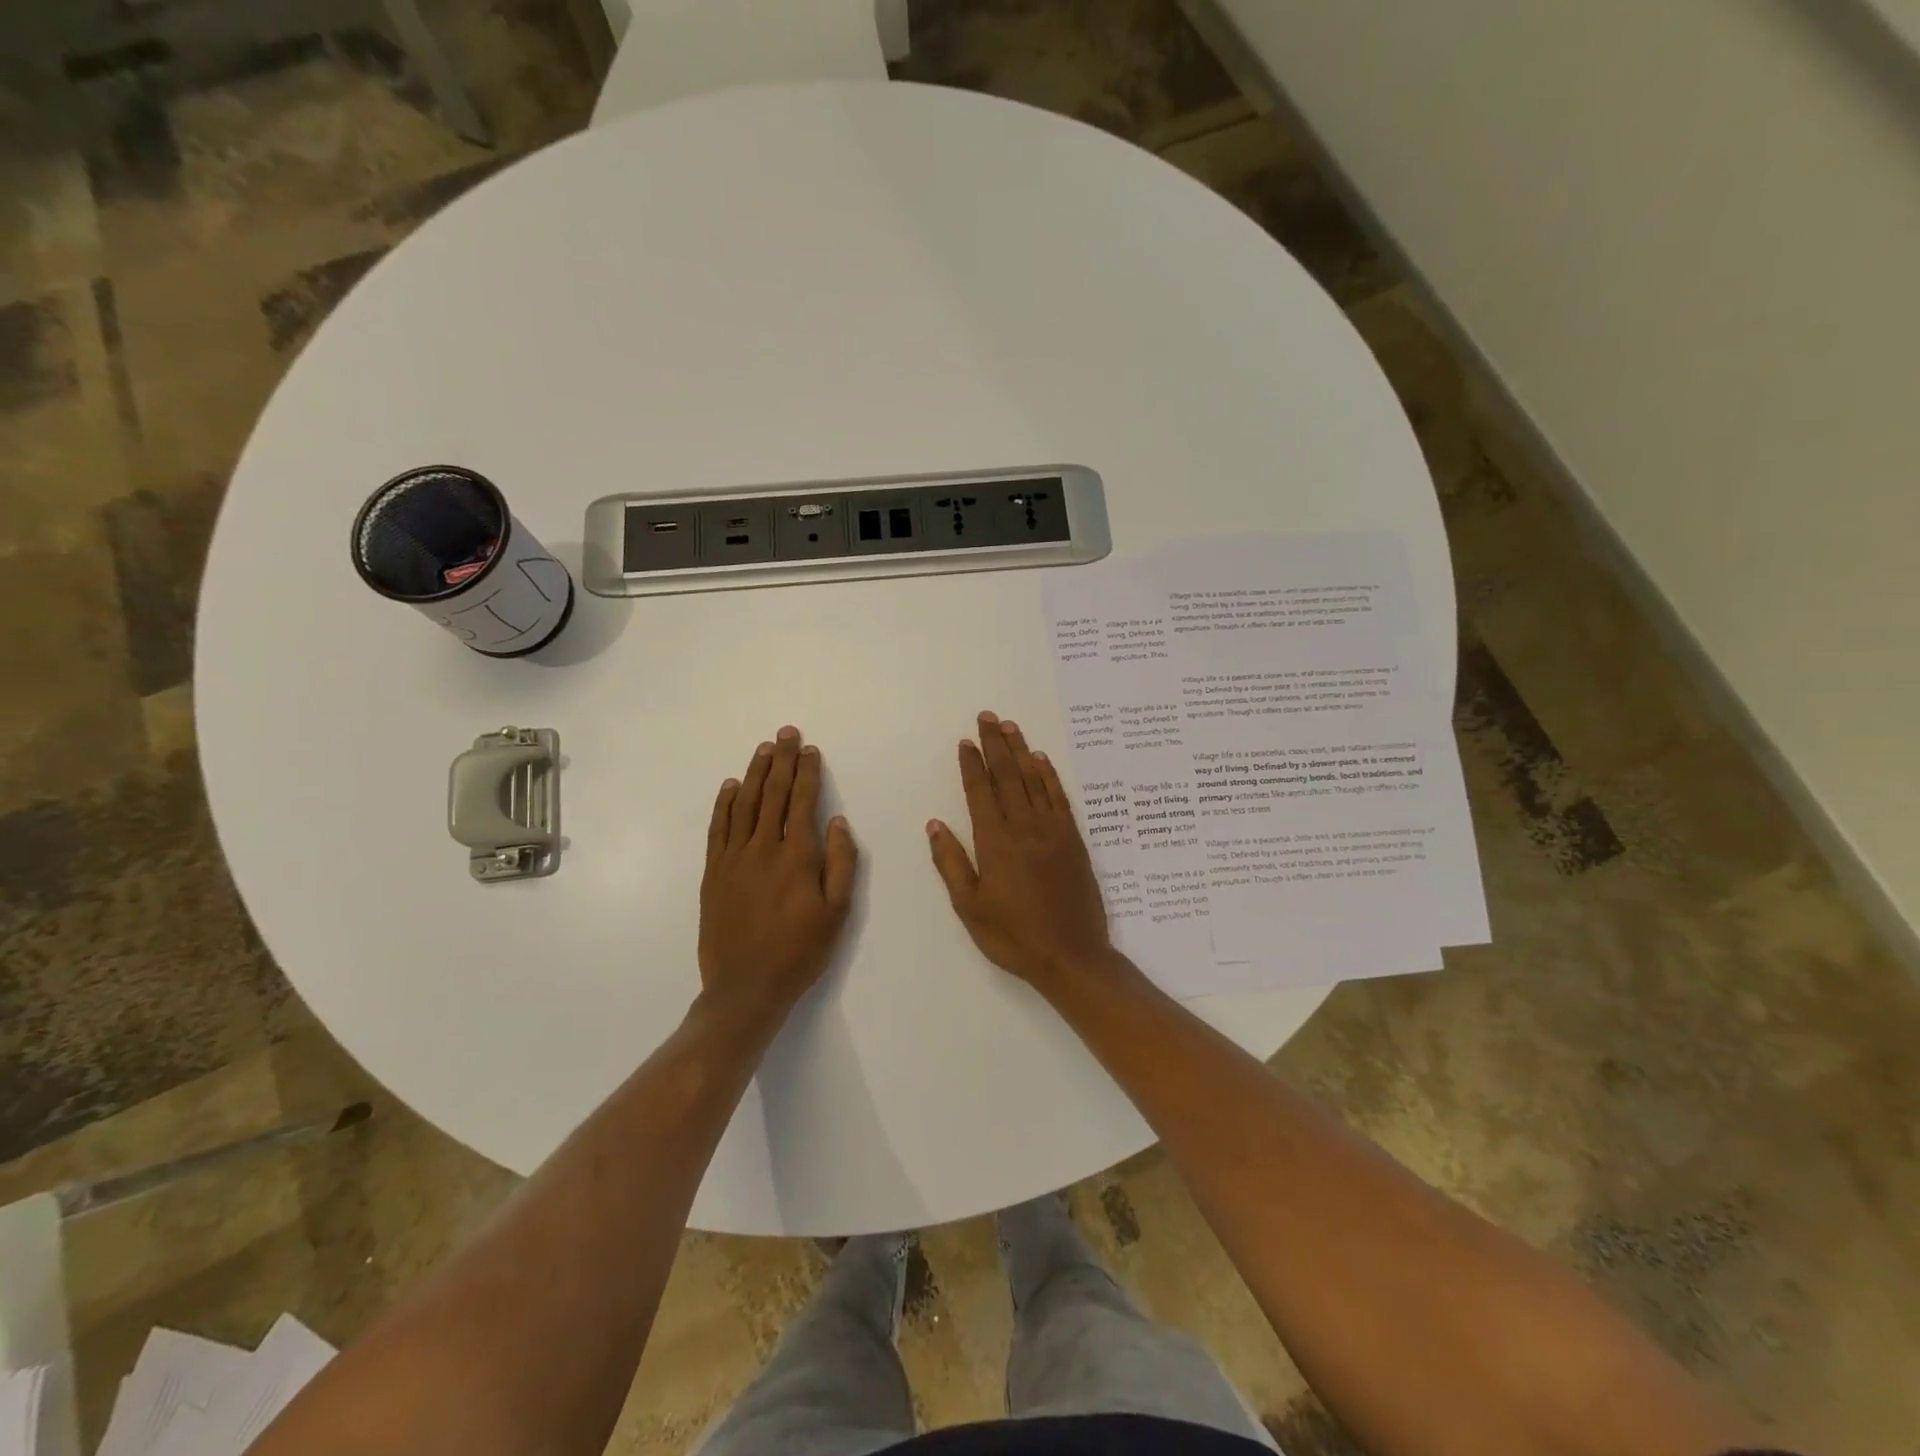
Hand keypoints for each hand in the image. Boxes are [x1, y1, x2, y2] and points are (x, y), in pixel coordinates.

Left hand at [699, 726, 857, 1019]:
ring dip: (754, 773)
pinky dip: (724, 804)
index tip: (809, 749)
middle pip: (773, 794)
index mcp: (797, 856)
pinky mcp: (713, 872)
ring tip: (763, 749)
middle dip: (781, 761)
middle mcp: (763, 848)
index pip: (803, 801)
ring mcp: (733, 858)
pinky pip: (718, 828)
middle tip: (786, 733)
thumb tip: (839, 821)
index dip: (807, 773)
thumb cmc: (800, 952)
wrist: (745, 987)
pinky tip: (729, 786)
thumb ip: (841, 864)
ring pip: (744, 804)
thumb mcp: (837, 913)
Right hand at [927, 711, 1113, 997]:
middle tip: (987, 717)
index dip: (972, 765)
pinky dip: (1050, 776)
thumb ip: (951, 863)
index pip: (980, 793)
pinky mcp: (1074, 840)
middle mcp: (1025, 828)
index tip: (965, 742)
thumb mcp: (970, 907)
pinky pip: (1060, 798)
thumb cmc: (1013, 936)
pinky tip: (1042, 760)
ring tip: (1010, 726)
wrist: (1071, 956)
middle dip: (995, 745)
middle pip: (1008, 777)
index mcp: (995, 843)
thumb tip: (935, 824)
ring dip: (1021, 751)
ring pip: (1035, 780)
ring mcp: (1053, 831)